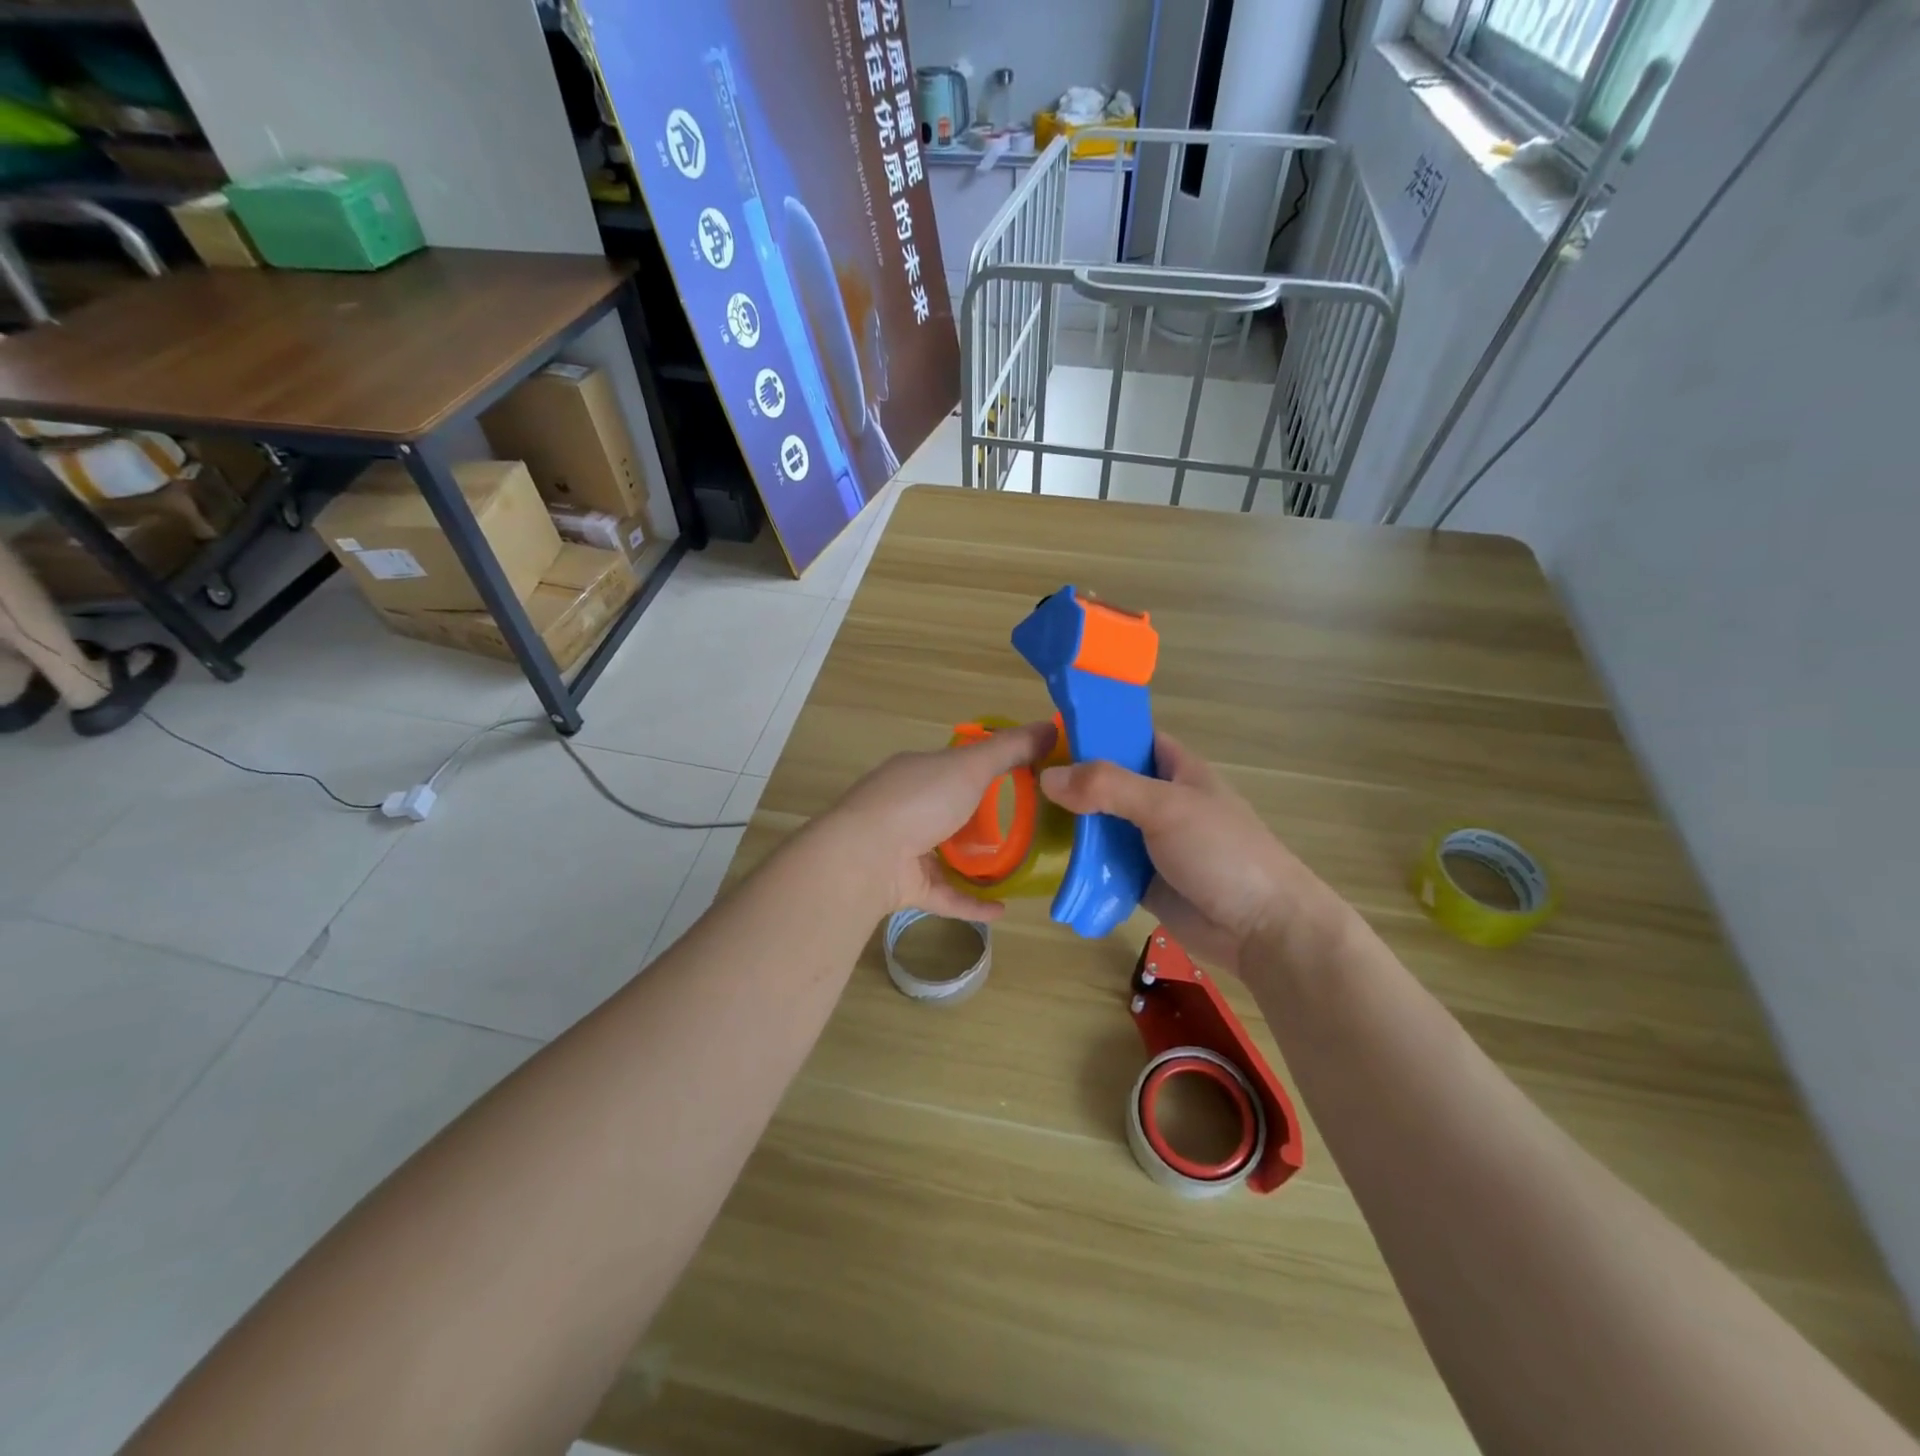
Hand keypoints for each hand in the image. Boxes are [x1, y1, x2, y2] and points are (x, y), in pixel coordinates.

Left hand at [818, 718, 1058, 921]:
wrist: (865, 857)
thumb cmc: (919, 800)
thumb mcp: (970, 766)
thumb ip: (1011, 749)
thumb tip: (1053, 726)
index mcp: (918, 772)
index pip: (955, 765)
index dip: (987, 768)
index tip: (1025, 777)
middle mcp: (908, 808)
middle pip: (951, 810)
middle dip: (984, 819)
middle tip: (1029, 828)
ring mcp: (904, 849)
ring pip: (946, 855)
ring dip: (978, 863)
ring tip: (1018, 868)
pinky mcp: (907, 887)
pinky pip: (946, 895)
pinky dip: (972, 902)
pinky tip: (1002, 909)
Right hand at [1039, 733, 1344, 974]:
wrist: (1261, 929)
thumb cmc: (1221, 852)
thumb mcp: (1166, 806)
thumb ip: (1107, 787)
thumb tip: (1047, 777)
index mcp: (1176, 770)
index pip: (1131, 738)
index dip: (1095, 732)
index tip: (1048, 735)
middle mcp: (1161, 801)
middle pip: (1108, 783)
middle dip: (1072, 783)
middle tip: (1022, 782)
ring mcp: (1151, 842)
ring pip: (1102, 825)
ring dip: (1072, 826)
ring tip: (1023, 820)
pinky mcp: (1142, 879)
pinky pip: (1104, 865)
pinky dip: (1081, 864)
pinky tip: (1047, 861)